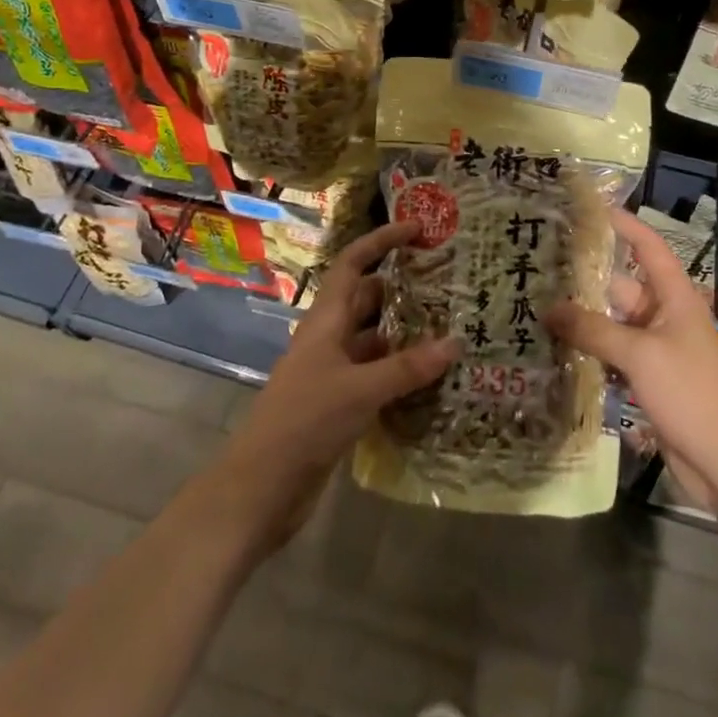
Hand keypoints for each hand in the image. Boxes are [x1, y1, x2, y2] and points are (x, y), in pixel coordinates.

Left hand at [210, 222, 458, 548]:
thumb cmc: (305, 420)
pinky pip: (376, 376)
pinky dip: (400, 373)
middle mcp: (330, 338)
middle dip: (402, 289)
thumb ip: (407, 367)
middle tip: (448, 285)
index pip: (353, 263)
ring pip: (375, 340)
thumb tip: (455, 343)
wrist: (261, 487)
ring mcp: (334, 372)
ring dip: (405, 335)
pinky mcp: (340, 404)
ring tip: (451, 329)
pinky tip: (432, 380)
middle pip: (368, 299)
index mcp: (326, 320)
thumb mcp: (360, 389)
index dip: (381, 241)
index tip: (416, 229)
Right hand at [546, 208, 717, 503]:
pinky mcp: (648, 383)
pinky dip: (589, 353)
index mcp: (674, 298)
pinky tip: (554, 351)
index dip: (624, 225)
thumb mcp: (641, 355)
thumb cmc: (692, 394)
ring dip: (581, 320)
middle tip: (539, 266)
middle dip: (585, 278)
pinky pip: (613, 357)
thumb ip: (593, 331)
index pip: (648, 248)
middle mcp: (664, 318)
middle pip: (620, 288)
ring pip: (612, 325)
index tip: (590, 208)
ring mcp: (656, 352)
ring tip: (535, 305)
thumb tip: (548, 310)